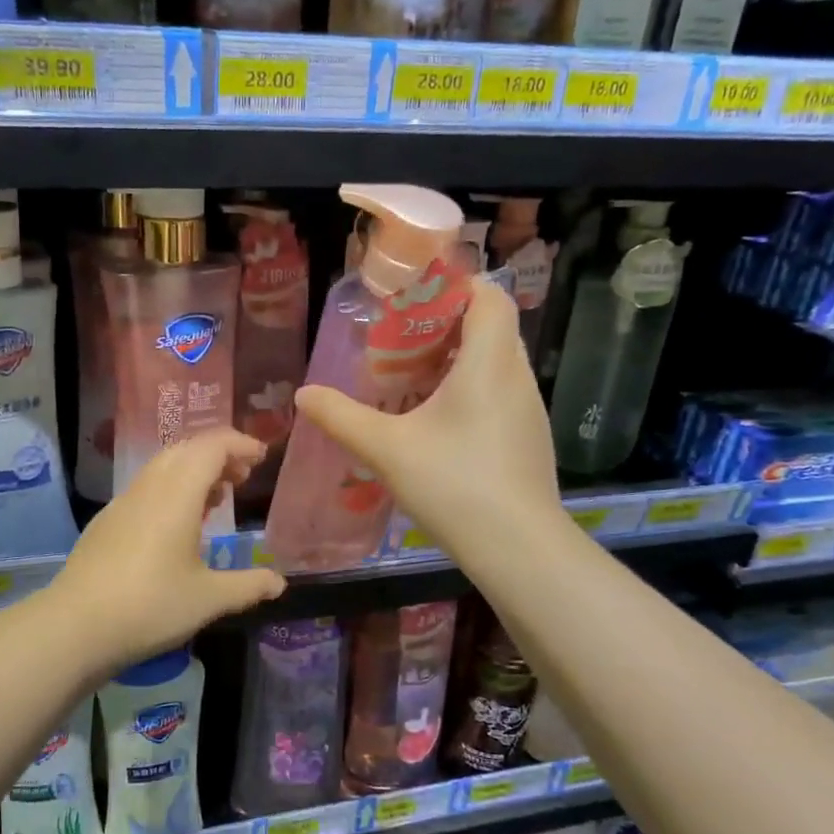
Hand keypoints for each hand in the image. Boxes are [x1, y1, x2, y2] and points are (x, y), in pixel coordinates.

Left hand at [52, 429, 286, 669]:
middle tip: (243, 477)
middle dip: (218, 454)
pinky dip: (172, 489)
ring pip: (163, 467)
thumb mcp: (208, 599)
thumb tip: (279, 583)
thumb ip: (247, 586)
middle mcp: (149, 488)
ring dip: (194, 471)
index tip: (261, 457)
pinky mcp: (107, 522)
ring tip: (217, 499)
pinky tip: (178, 525)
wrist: (74, 626)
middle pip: (186, 449)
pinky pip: (146, 488)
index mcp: (177, 494)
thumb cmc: (150, 606)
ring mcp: (123, 503)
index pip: (211, 446)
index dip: (239, 444)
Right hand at [293, 282, 561, 564]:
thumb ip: (342, 417)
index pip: (489, 295)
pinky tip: (437, 425)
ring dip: (457, 361)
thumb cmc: (454, 484)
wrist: (519, 548)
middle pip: (490, 327)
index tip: (415, 297)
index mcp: (489, 363)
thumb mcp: (386, 449)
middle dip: (446, 325)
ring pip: (496, 363)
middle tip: (401, 341)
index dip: (456, 285)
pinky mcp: (529, 439)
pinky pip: (500, 394)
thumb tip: (304, 394)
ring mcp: (529, 410)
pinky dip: (470, 392)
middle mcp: (517, 377)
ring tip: (412, 381)